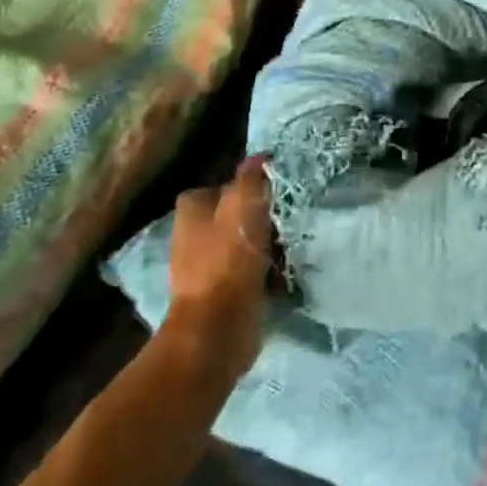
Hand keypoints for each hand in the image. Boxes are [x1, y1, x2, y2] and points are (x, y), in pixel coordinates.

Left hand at [165, 158, 275, 383]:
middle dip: (259, 214)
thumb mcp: (244, 205)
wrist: (218, 329)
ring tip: (294, 238)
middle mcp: (194, 237)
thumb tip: (260, 157)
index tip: (274, 188)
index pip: (220, 186)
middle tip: (289, 212)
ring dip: (267, 242)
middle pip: (234, 214)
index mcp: (191, 212)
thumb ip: (251, 178)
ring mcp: (207, 267)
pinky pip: (251, 270)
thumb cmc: (228, 260)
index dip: (246, 184)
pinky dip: (268, 268)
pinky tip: (287, 267)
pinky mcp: (224, 294)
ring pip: (245, 242)